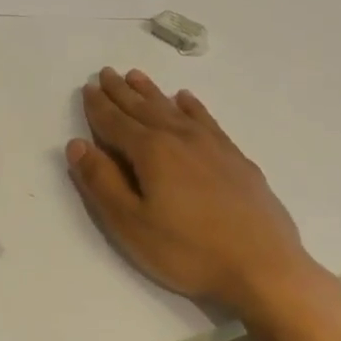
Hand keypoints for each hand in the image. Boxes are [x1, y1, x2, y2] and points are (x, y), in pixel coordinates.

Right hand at [66, 68, 322, 316]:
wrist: (264, 267)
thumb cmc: (188, 251)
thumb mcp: (131, 224)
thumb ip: (102, 182)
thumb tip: (77, 144)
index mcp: (151, 152)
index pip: (115, 122)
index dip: (98, 106)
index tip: (88, 88)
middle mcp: (180, 138)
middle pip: (143, 108)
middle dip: (121, 92)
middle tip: (106, 73)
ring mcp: (212, 146)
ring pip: (173, 109)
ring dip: (152, 92)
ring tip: (136, 76)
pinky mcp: (236, 159)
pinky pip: (206, 120)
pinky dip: (192, 106)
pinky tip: (186, 99)